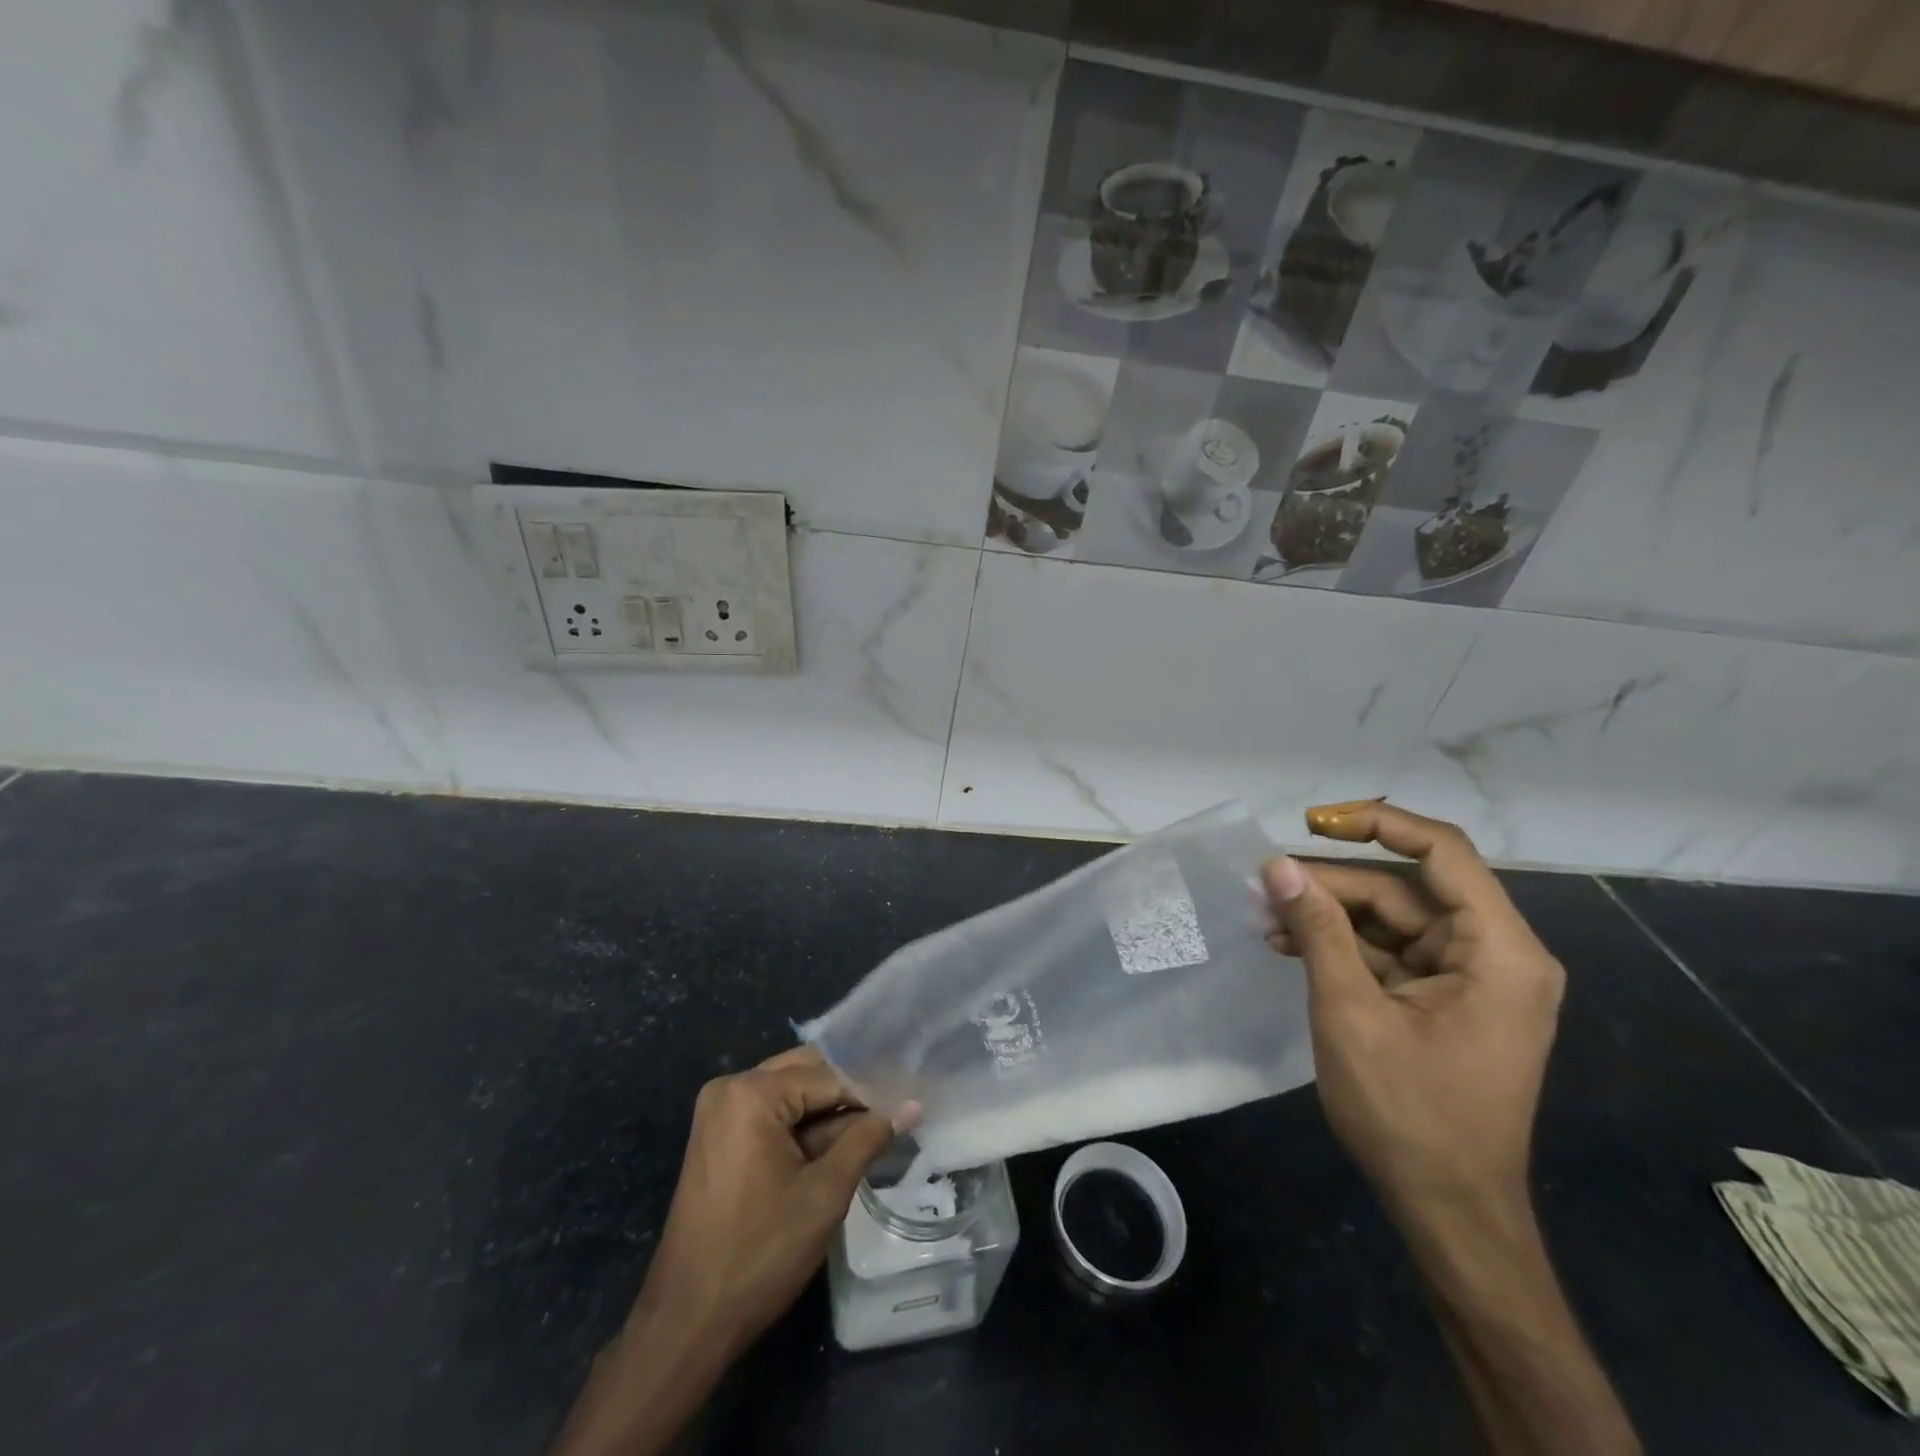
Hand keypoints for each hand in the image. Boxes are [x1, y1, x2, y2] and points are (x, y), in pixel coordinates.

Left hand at [635, 1047, 908, 1360]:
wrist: (687, 1321)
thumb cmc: (760, 1254)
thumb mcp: (825, 1194)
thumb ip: (867, 1139)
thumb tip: (912, 1106)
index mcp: (751, 1092)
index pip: (827, 1076)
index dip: (869, 1095)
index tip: (905, 1110)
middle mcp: (731, 1087)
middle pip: (805, 1073)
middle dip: (847, 1097)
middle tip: (891, 1119)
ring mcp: (719, 1111)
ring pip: (790, 1093)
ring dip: (826, 1114)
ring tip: (869, 1137)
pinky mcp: (717, 1135)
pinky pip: (770, 1114)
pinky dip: (801, 1128)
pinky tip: (833, 1150)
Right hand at [1260, 801, 1564, 1220]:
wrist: (1449, 1212)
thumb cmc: (1408, 1114)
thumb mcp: (1350, 1014)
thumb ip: (1317, 931)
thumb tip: (1278, 867)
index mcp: (1499, 952)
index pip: (1442, 853)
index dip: (1378, 823)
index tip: (1313, 823)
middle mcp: (1497, 955)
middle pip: (1406, 890)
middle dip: (1333, 884)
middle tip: (1266, 886)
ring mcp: (1473, 980)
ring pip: (1393, 920)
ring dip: (1330, 916)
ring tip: (1267, 919)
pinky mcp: (1448, 1001)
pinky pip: (1392, 953)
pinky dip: (1344, 947)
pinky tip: (1291, 946)